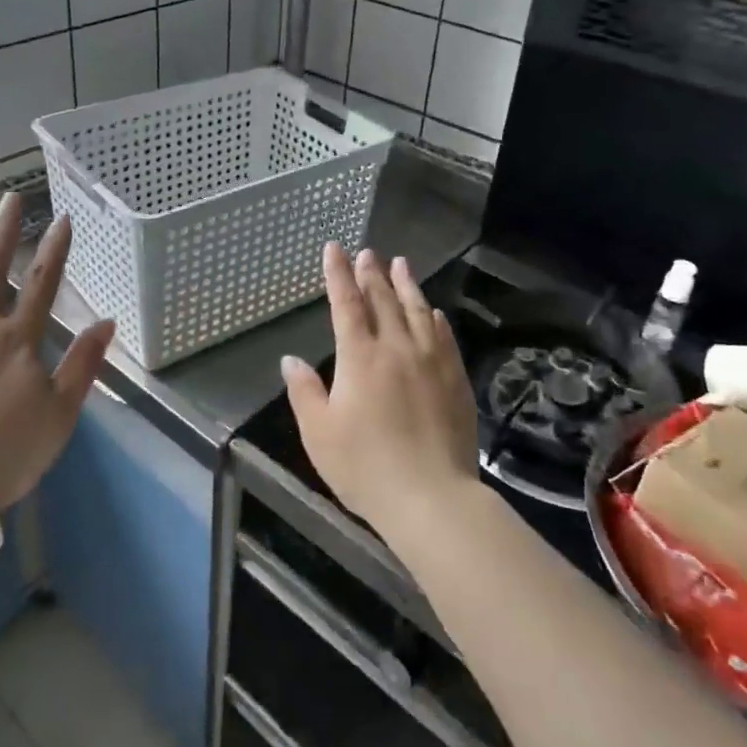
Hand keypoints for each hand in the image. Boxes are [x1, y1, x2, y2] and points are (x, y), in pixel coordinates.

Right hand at [281, 245, 480, 538]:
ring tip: (400, 264)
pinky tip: (434, 311)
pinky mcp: (455, 380)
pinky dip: (435, 318)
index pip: (347, 303)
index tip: (334, 248)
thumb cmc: (365, 467)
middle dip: (371, 273)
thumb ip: (304, 392)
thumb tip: (290, 359)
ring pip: (418, 311)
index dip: (338, 274)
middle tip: (367, 252)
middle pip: (383, 300)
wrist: (431, 498)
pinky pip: (444, 337)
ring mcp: (431, 361)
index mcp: (360, 357)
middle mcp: (397, 348)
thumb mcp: (319, 433)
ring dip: (406, 285)